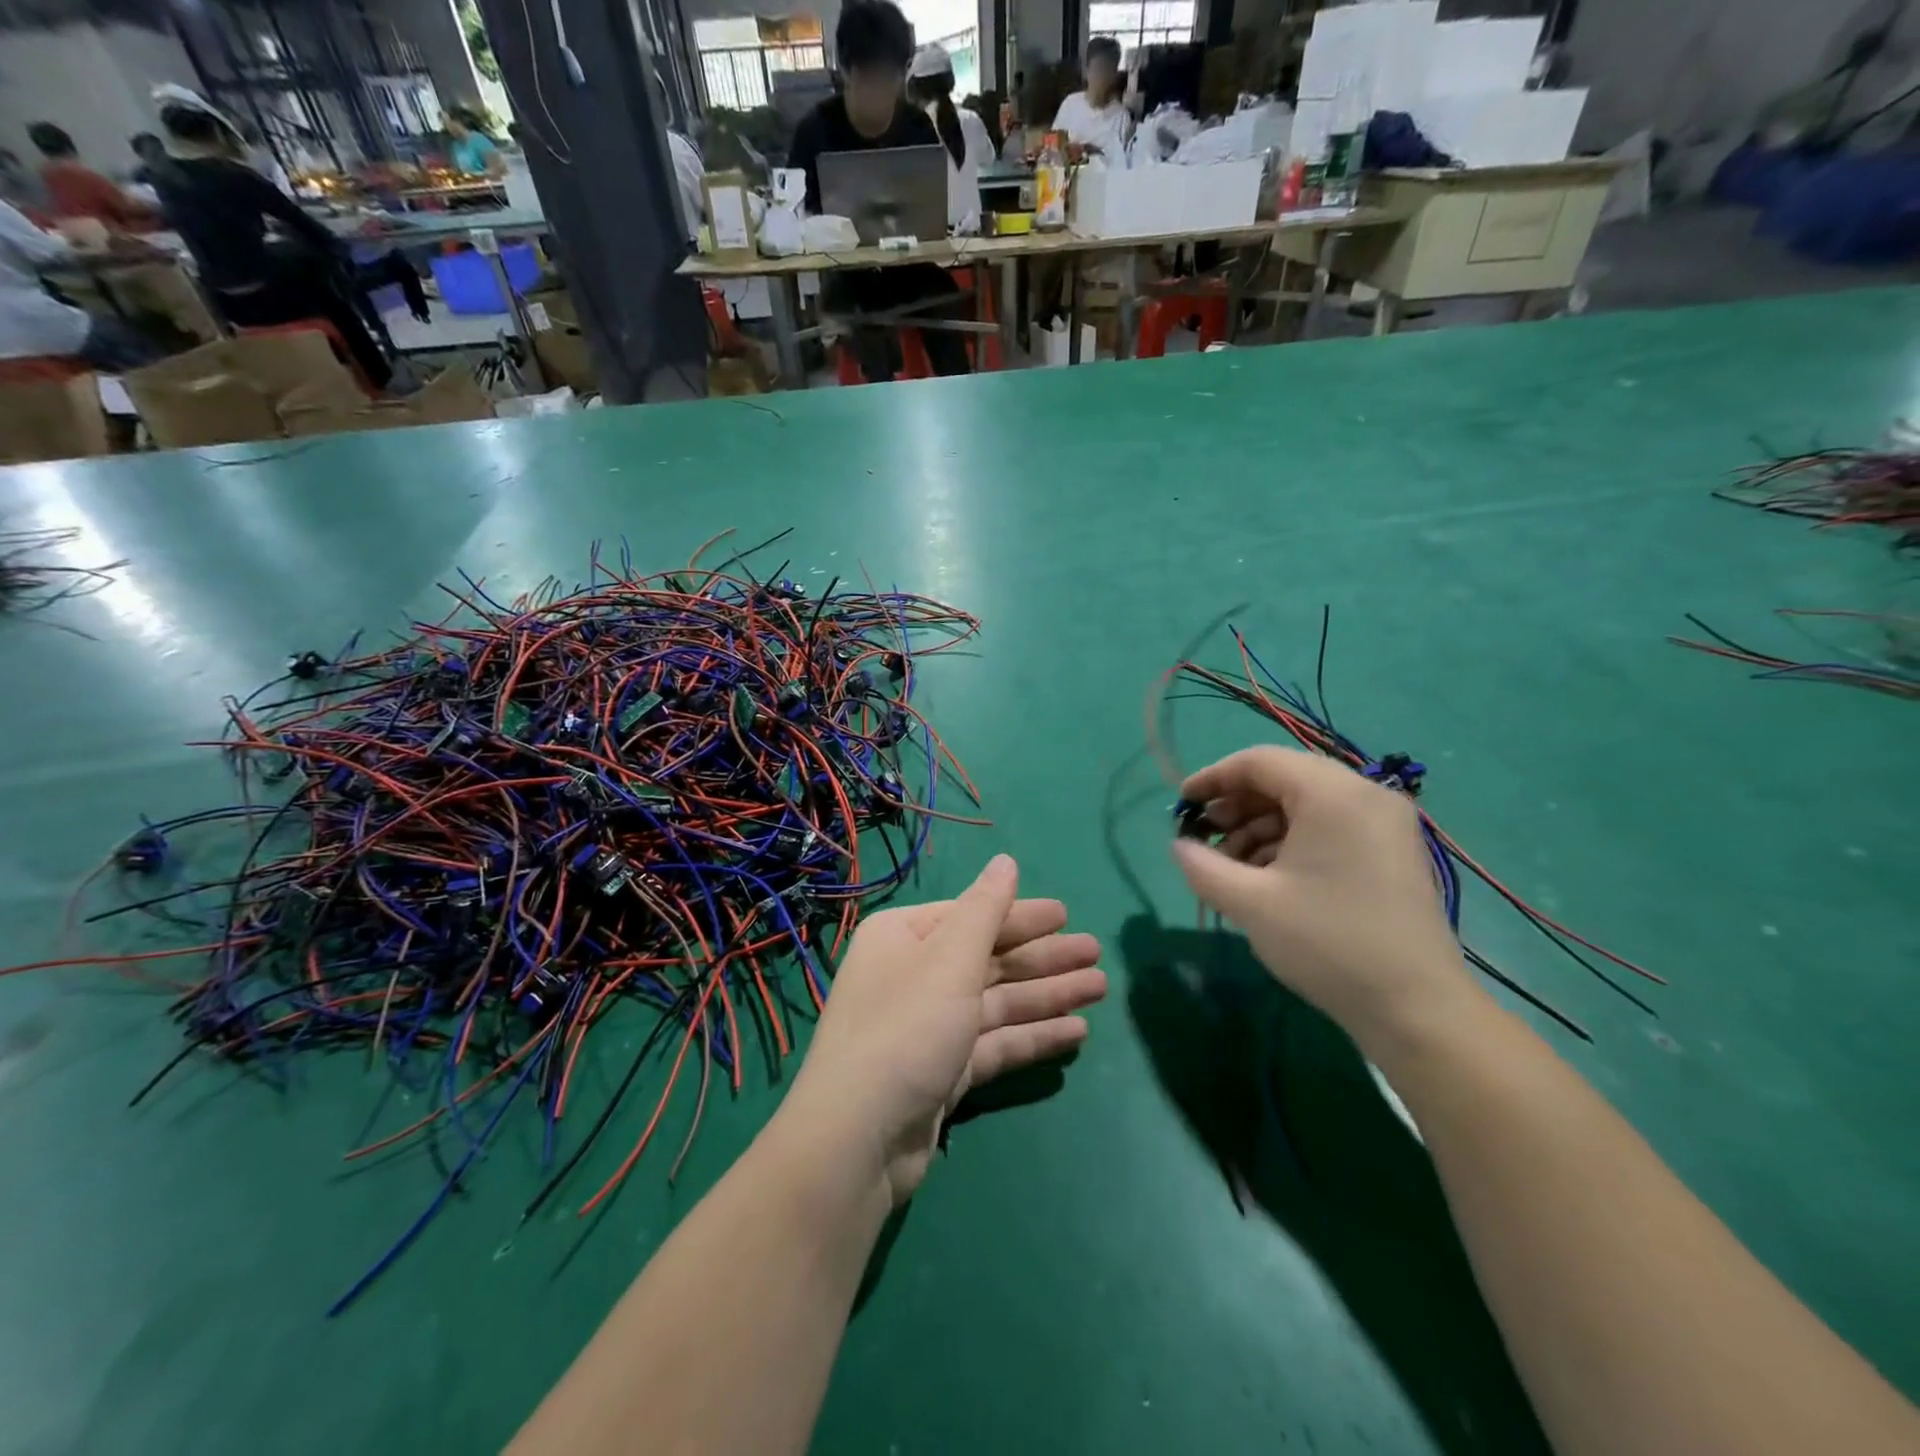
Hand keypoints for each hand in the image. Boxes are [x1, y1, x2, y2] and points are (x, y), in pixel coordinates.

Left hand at [781, 855, 1105, 1204]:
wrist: (858, 1139)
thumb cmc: (907, 1028)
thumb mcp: (950, 959)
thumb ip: (986, 909)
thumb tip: (1006, 860)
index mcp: (905, 938)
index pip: (972, 916)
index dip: (1021, 915)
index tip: (1066, 914)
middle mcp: (915, 975)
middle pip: (990, 958)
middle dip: (1043, 957)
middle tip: (1096, 952)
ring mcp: (929, 1026)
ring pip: (998, 1001)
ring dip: (1048, 994)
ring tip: (1100, 988)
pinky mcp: (943, 1071)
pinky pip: (995, 1042)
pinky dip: (1032, 1035)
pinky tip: (1076, 1032)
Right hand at [1170, 747, 1483, 1056]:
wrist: (1416, 1008)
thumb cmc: (1328, 944)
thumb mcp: (1250, 904)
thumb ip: (1203, 866)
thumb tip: (1180, 845)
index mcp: (1333, 794)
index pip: (1259, 761)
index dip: (1213, 777)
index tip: (1181, 804)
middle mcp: (1365, 795)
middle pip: (1284, 779)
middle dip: (1236, 806)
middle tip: (1204, 838)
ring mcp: (1384, 823)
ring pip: (1305, 805)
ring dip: (1260, 827)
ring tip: (1231, 866)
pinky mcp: (1391, 851)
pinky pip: (1329, 826)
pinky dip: (1290, 841)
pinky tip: (1266, 876)